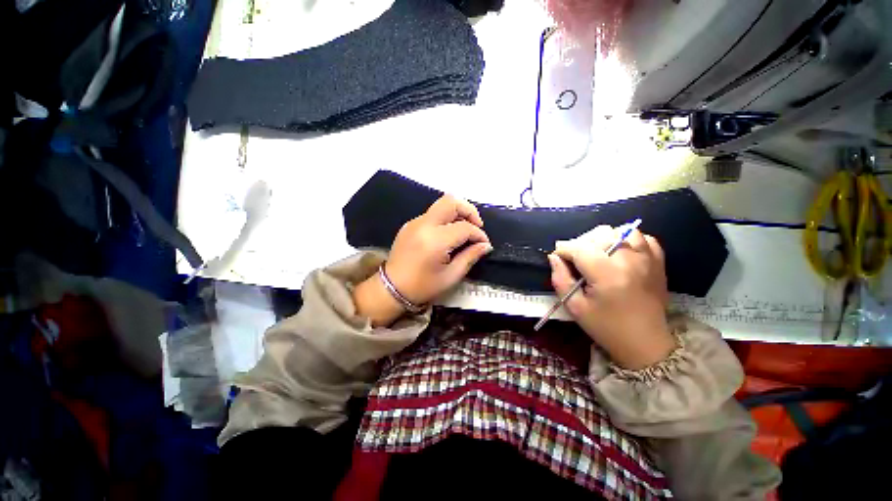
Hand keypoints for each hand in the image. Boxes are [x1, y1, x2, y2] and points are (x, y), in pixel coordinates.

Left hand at [354, 195, 491, 325]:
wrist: (391, 289)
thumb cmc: (423, 286)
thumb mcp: (451, 276)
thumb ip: (470, 257)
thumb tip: (485, 245)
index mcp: (435, 240)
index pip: (464, 227)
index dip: (479, 234)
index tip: (484, 243)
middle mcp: (424, 225)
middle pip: (451, 202)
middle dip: (469, 210)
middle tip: (477, 226)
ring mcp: (414, 222)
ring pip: (441, 205)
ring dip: (457, 213)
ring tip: (464, 230)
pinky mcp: (410, 224)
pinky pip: (432, 214)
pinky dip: (445, 219)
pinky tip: (448, 235)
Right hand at [548, 225, 675, 369]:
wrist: (645, 343)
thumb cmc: (606, 327)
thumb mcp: (574, 307)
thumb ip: (560, 279)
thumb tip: (554, 257)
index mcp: (607, 275)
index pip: (578, 248)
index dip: (563, 250)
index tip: (558, 258)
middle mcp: (629, 261)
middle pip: (599, 234)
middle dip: (581, 244)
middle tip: (576, 260)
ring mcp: (647, 260)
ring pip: (621, 231)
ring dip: (604, 239)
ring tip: (598, 254)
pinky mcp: (658, 263)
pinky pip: (644, 238)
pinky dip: (629, 240)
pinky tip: (621, 253)